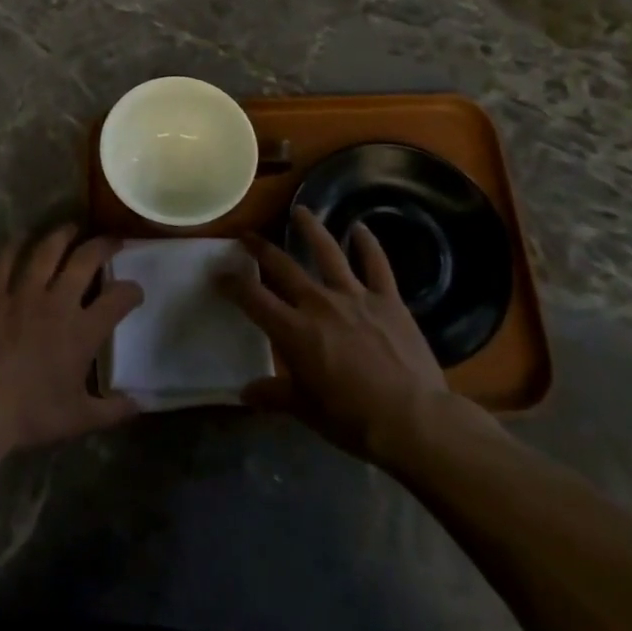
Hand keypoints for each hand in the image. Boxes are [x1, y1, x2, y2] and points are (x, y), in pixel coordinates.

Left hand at [0, 225, 143, 462]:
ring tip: (73, 226)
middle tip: (112, 240)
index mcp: (82, 331)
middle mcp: (57, 303)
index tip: (136, 290)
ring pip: (47, 252)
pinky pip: (4, 263)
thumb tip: (140, 404)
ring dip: (62, 235)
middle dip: (103, 246)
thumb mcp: (79, 419)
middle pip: (85, 261)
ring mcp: (22, 295)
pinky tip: (21, 236)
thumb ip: (112, 410)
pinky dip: (13, 246)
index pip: (118, 299)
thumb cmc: (31, 414)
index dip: (132, 290)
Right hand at [224, 206, 464, 467]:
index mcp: (293, 330)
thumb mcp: (306, 410)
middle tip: (247, 235)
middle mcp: (319, 303)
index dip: (232, 283)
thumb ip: (274, 395)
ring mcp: (355, 296)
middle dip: (260, 249)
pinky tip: (360, 228)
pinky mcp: (388, 299)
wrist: (413, 420)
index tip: (218, 273)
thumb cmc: (353, 419)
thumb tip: (245, 393)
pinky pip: (376, 264)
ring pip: (327, 252)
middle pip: (283, 266)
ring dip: (311, 229)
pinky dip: (368, 244)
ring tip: (299, 210)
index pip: (252, 297)